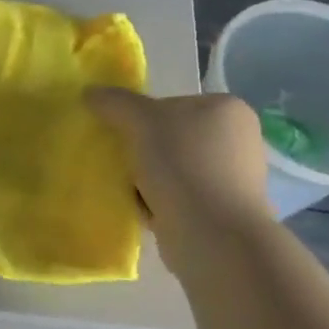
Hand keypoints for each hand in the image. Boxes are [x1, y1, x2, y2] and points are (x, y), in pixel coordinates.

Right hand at [87, 88, 272, 229]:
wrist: (213, 235)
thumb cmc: (183, 166)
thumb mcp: (141, 122)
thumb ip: (115, 103)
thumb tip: (91, 92)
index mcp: (227, 109)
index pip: (171, 104)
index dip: (141, 119)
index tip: (124, 137)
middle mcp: (238, 139)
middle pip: (170, 138)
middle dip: (142, 151)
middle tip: (122, 164)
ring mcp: (233, 178)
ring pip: (172, 169)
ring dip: (146, 179)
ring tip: (130, 191)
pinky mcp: (222, 211)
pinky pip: (179, 197)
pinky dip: (158, 203)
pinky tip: (144, 211)